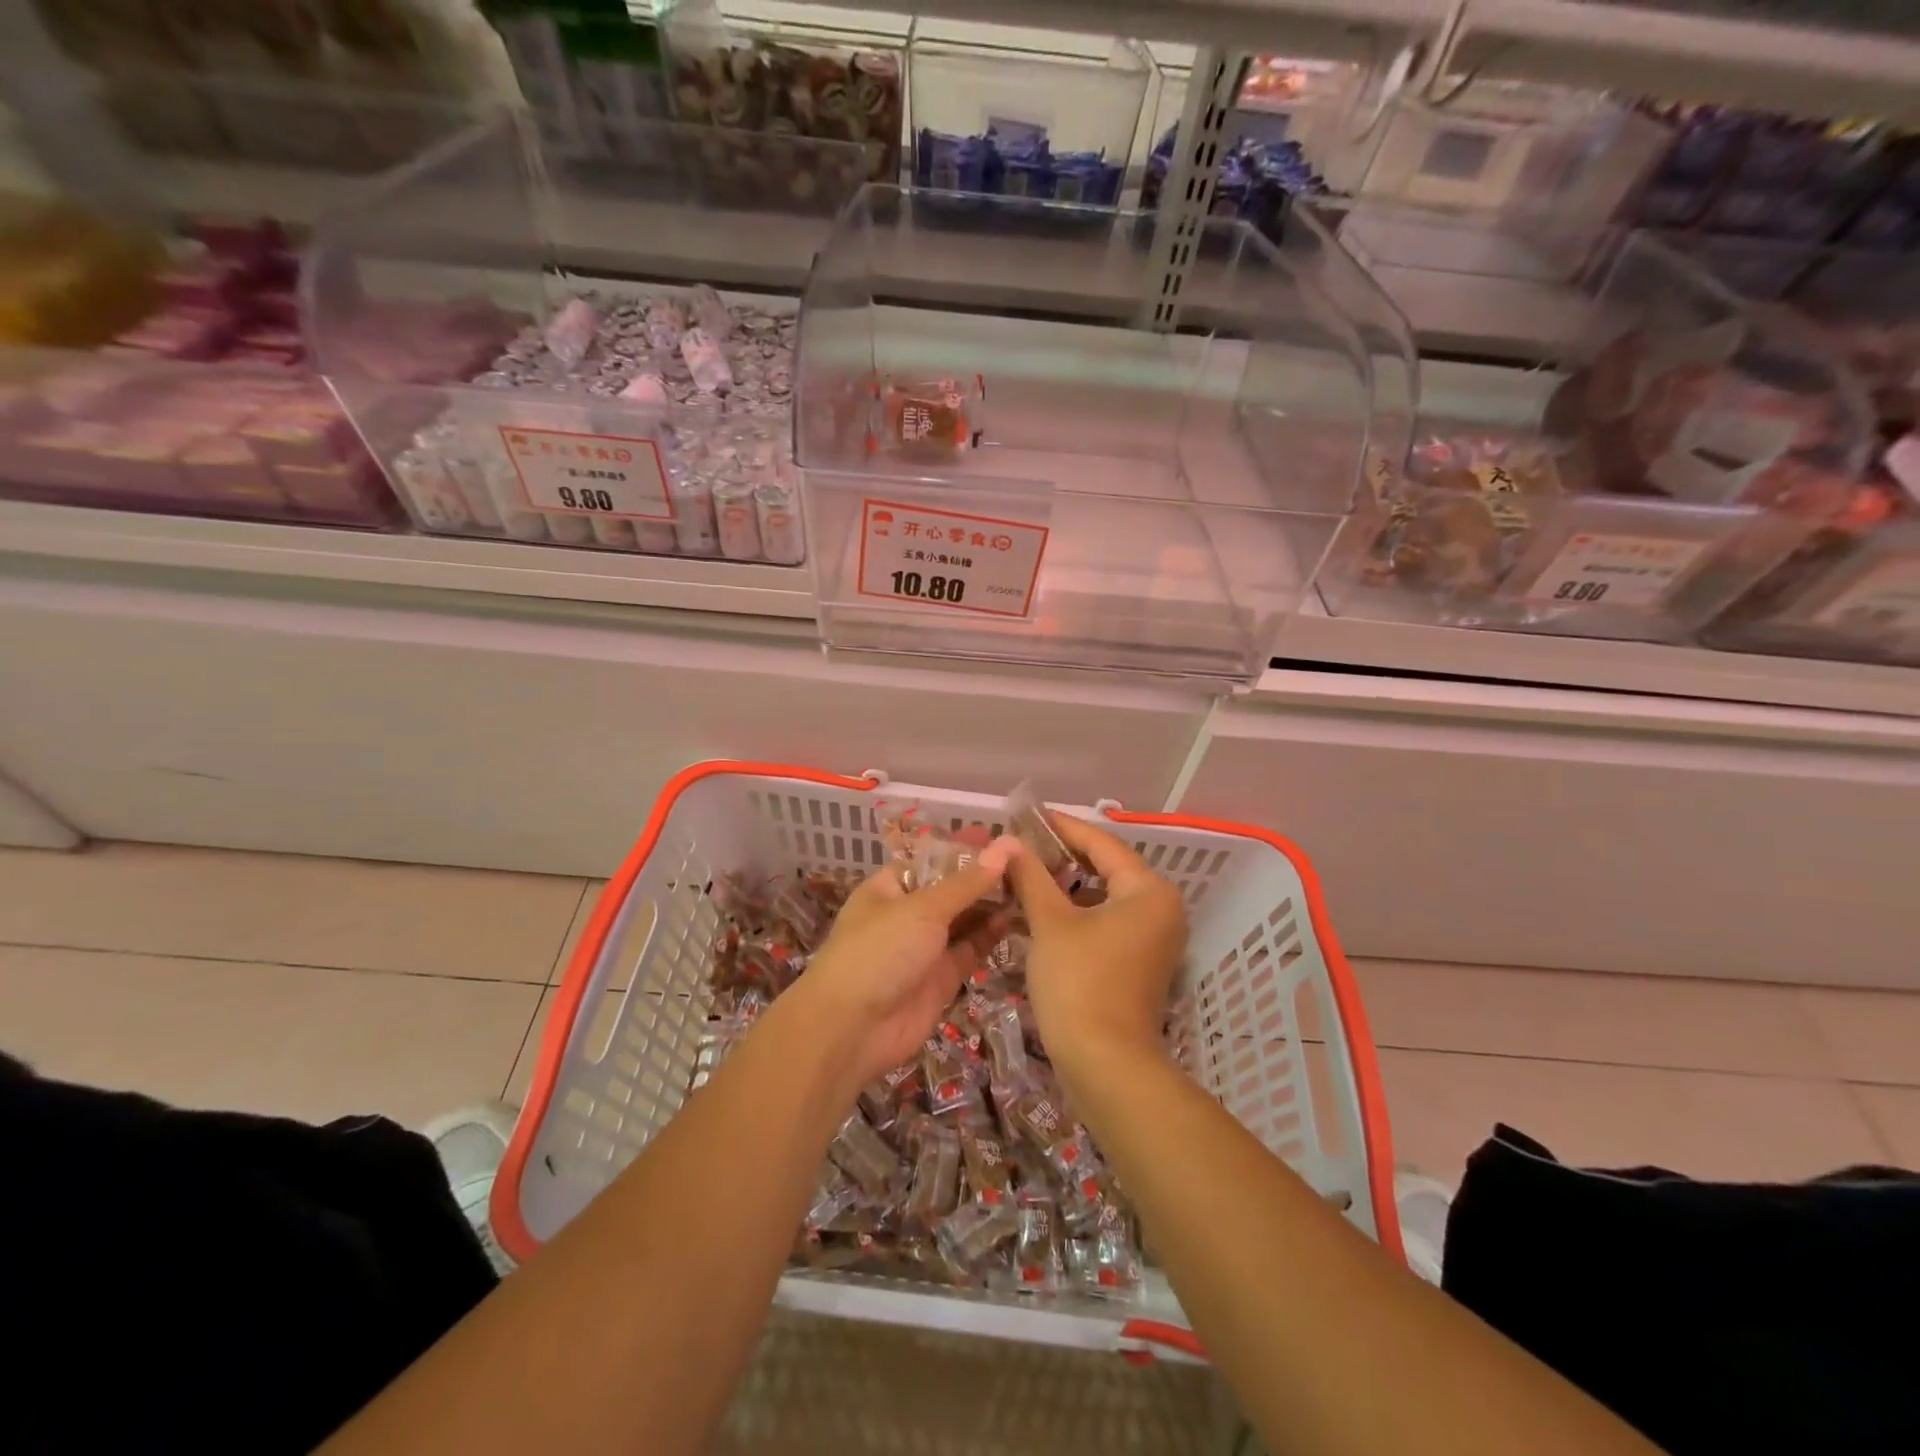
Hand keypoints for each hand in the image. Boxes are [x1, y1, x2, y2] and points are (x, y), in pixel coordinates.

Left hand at [800, 835, 1020, 1086]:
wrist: (851, 1029)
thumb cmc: (879, 952)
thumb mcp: (923, 908)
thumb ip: (968, 882)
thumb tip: (1007, 845)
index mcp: (890, 887)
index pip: (933, 858)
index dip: (965, 847)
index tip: (1004, 836)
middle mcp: (907, 914)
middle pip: (951, 889)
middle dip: (984, 877)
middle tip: (1029, 861)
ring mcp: (924, 948)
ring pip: (964, 920)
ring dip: (992, 905)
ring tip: (1031, 886)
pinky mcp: (941, 978)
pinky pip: (970, 950)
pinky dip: (991, 935)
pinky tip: (1016, 918)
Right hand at [1003, 813, 1187, 1071]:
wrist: (1106, 1065)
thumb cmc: (1080, 982)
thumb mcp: (1050, 923)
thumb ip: (1031, 876)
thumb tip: (1009, 843)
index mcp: (1148, 890)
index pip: (1101, 843)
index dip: (1062, 827)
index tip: (1028, 815)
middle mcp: (1161, 908)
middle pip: (1106, 868)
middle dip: (1062, 856)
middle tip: (1021, 845)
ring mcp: (1154, 937)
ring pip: (1104, 896)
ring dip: (1066, 886)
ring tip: (1025, 873)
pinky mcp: (1140, 961)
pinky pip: (1107, 920)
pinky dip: (1077, 912)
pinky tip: (1041, 910)